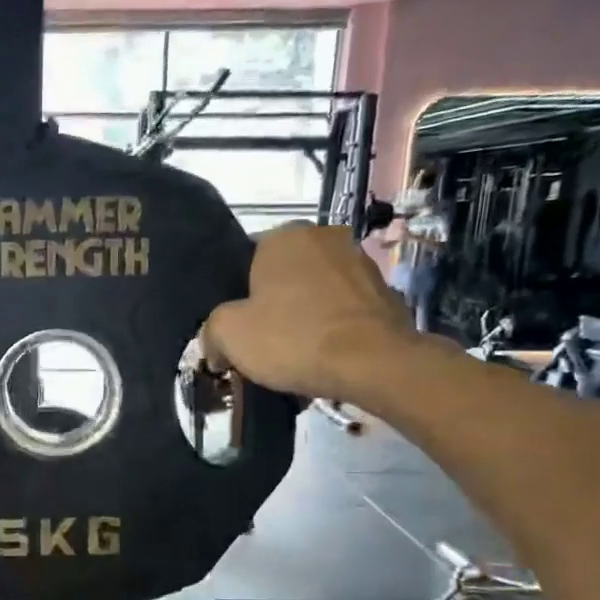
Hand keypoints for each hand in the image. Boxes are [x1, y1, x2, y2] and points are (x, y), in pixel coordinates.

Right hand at [202, 224, 416, 401]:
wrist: (373, 364)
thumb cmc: (293, 338)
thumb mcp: (229, 335)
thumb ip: (212, 331)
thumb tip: (215, 346)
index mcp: (285, 235)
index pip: (247, 258)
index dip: (238, 294)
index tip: (237, 325)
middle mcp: (326, 237)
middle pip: (285, 274)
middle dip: (275, 302)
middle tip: (263, 340)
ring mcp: (362, 263)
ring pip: (318, 291)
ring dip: (307, 314)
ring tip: (297, 353)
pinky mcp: (387, 293)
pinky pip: (346, 310)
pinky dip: (335, 328)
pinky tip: (327, 357)